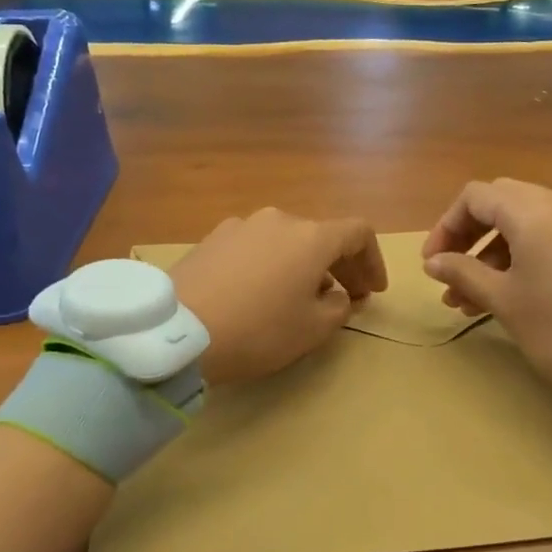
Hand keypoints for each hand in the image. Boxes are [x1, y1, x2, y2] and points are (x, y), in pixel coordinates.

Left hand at [172, 208, 386, 384]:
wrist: (178, 331)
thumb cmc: (258, 330)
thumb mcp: (312, 329)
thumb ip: (339, 308)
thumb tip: (338, 295)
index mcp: (311, 237)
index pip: (358, 233)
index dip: (373, 261)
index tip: (373, 291)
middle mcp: (278, 220)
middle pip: (320, 235)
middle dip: (340, 266)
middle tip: (346, 297)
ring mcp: (240, 226)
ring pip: (286, 241)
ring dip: (303, 265)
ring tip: (300, 298)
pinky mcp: (211, 239)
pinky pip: (255, 247)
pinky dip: (270, 264)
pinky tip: (260, 293)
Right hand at [421, 179, 551, 438]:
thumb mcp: (504, 301)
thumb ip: (463, 273)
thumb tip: (432, 262)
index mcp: (536, 212)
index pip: (476, 197)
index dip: (446, 226)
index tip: (431, 263)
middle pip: (501, 203)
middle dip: (468, 236)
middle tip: (448, 273)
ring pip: (524, 221)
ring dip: (491, 251)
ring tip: (467, 297)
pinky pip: (549, 237)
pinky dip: (520, 256)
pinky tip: (501, 294)